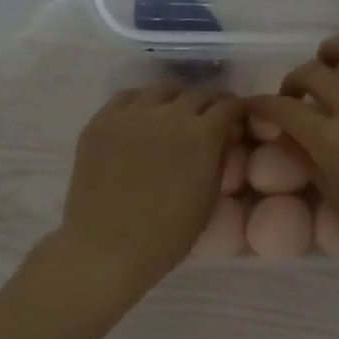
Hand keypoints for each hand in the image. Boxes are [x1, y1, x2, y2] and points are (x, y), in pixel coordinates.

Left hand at [58, 85, 245, 295]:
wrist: (108, 248)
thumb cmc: (168, 235)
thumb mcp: (209, 199)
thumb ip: (220, 160)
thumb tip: (224, 138)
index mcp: (202, 135)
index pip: (228, 105)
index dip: (237, 110)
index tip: (237, 119)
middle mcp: (169, 114)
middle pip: (197, 94)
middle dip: (210, 104)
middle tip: (210, 119)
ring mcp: (130, 114)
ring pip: (162, 90)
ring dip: (176, 99)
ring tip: (175, 115)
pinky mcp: (101, 121)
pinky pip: (127, 98)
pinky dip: (142, 103)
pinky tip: (142, 119)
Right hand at [250, 34, 338, 278]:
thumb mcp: (333, 194)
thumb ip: (304, 155)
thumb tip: (281, 131)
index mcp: (330, 141)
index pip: (282, 107)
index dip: (262, 104)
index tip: (259, 106)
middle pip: (312, 72)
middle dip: (293, 80)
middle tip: (297, 95)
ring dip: (334, 50)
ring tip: (332, 62)